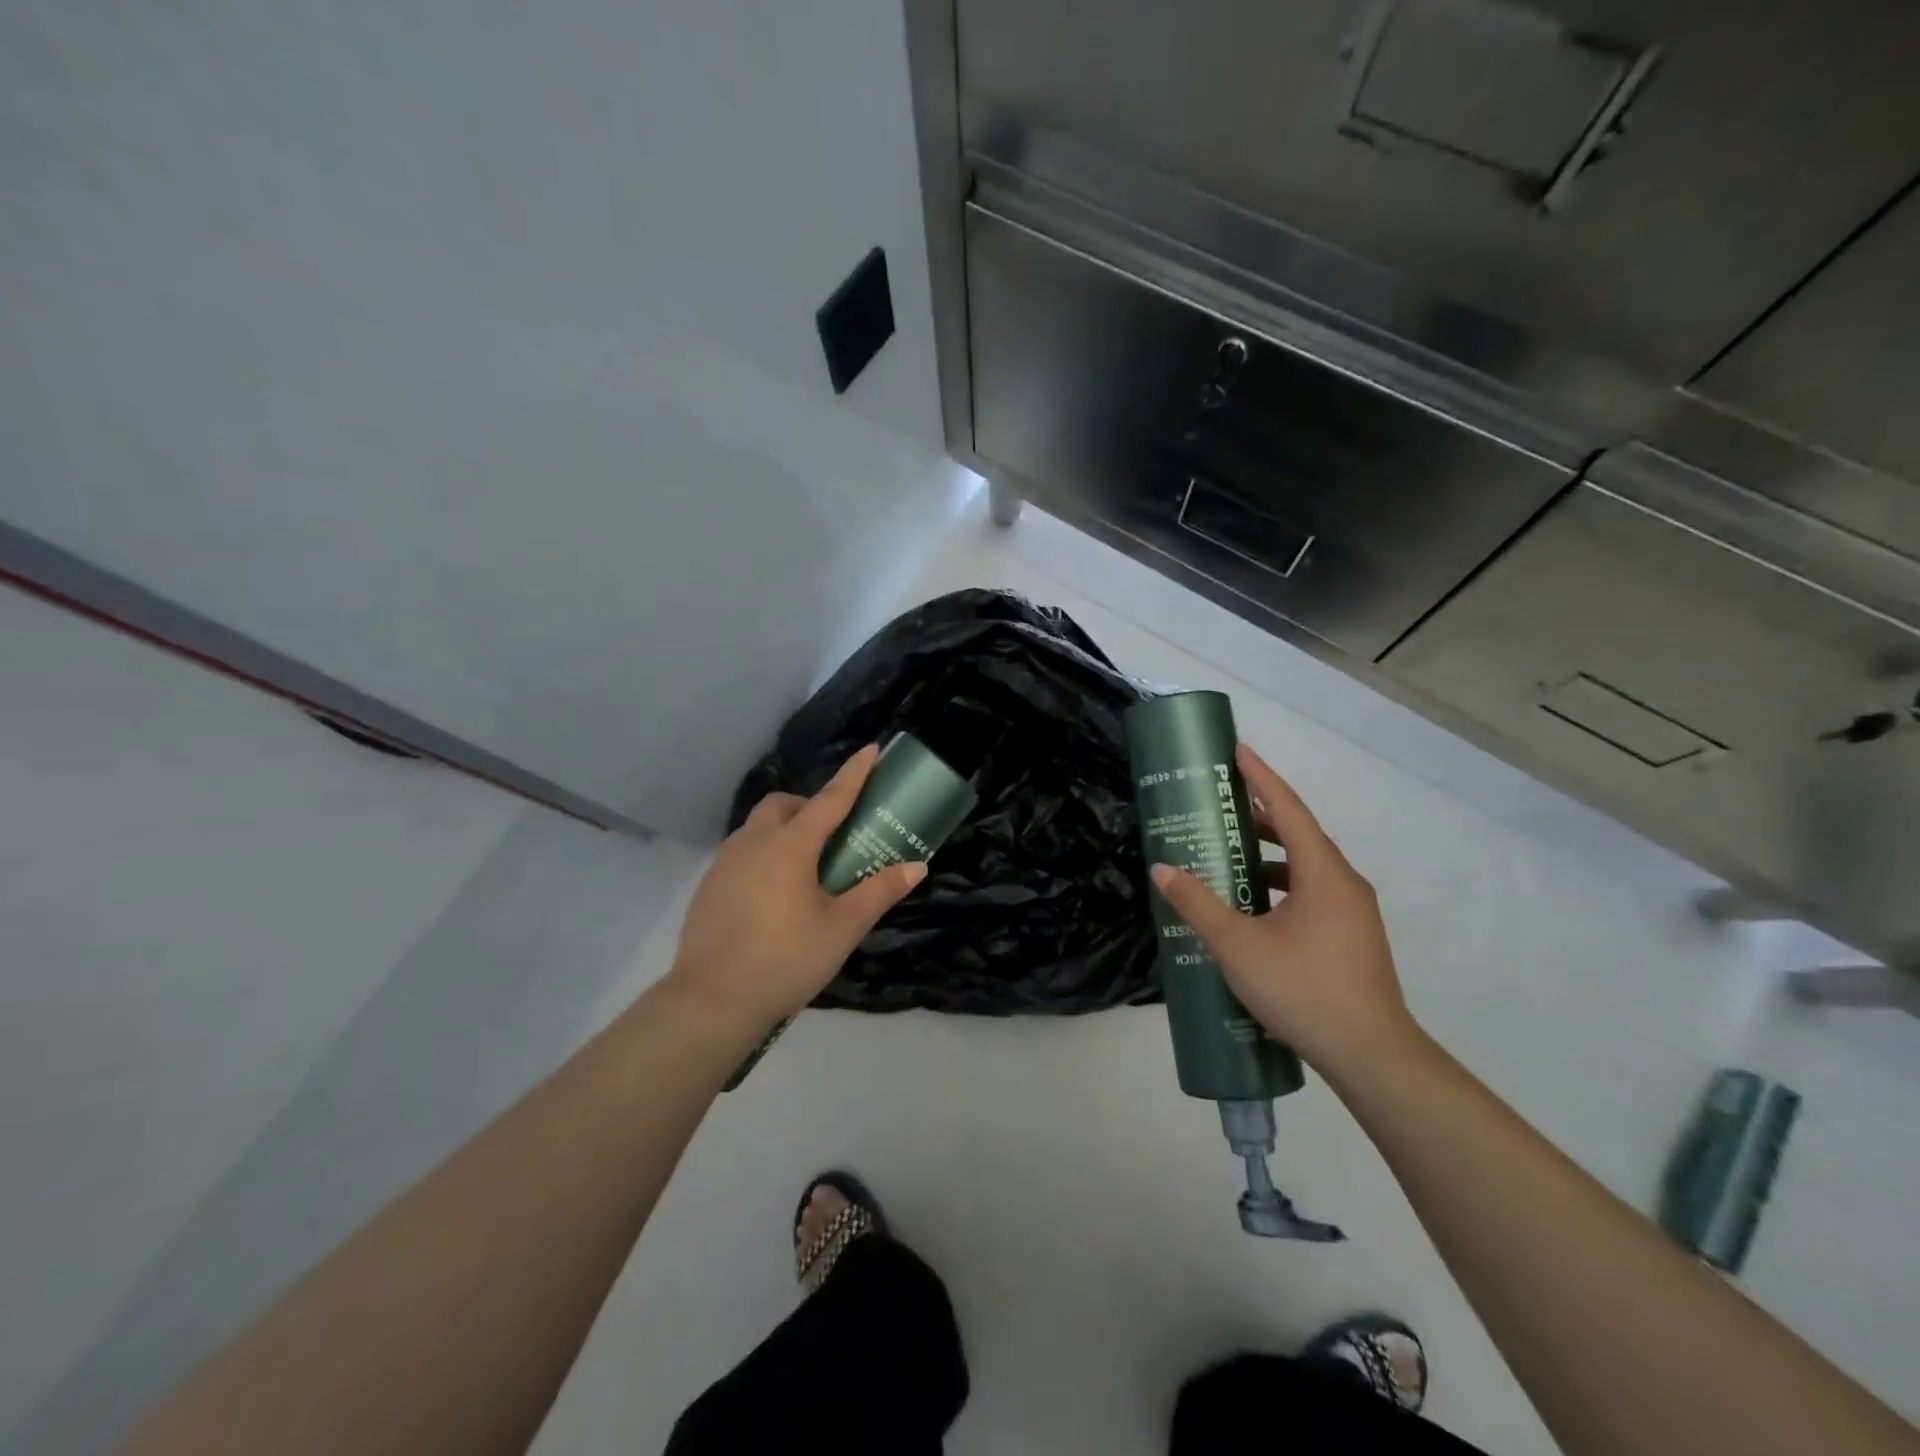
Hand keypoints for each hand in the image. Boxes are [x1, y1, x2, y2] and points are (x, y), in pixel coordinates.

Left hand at [667, 746, 925, 1036]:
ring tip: (806, 867)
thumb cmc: (785, 959)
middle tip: (833, 834)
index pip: (830, 798)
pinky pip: (742, 852)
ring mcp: (725, 863)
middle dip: (810, 806)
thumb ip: (879, 892)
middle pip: (783, 805)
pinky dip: (764, 854)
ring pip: (758, 827)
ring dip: (785, 829)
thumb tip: (917, 866)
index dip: (854, 774)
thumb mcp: (842, 928)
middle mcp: (754, 842)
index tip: (871, 750)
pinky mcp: (709, 886)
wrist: (710, 1002)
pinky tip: (774, 894)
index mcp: (790, 846)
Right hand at [1149, 742, 1415, 1077]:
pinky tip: (1252, 906)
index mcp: (1323, 873)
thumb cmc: (1304, 990)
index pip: (1288, 809)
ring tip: (1228, 853)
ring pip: (1306, 867)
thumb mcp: (1237, 945)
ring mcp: (1352, 912)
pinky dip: (1280, 884)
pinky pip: (1311, 892)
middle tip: (1219, 804)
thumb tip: (1163, 868)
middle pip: (1299, 834)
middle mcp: (1344, 883)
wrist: (1372, 1056)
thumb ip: (1197, 903)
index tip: (1238, 750)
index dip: (1261, 777)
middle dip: (1259, 816)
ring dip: (1268, 854)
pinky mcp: (1351, 937)